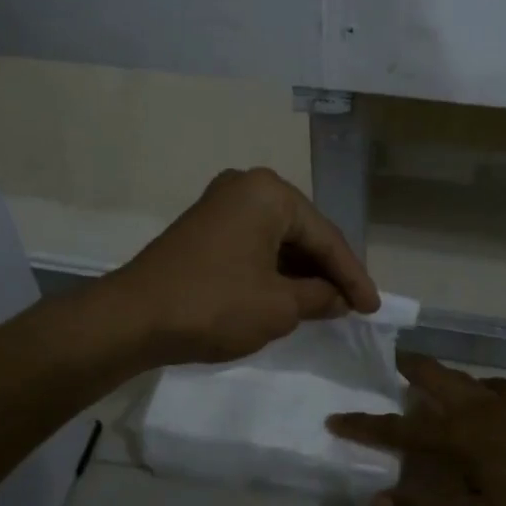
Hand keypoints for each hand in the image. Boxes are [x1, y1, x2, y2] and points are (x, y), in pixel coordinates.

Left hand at [110, 168, 381, 365]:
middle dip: (328, 271)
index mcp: (269, 193)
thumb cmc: (214, 305)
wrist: (132, 318)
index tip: (373, 309)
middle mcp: (246, 186)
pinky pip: (253, 245)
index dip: (353, 277)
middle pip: (302, 233)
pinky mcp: (204, 228)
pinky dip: (274, 271)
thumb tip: (339, 298)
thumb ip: (319, 297)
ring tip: (327, 304)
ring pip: (278, 240)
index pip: (326, 237)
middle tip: (352, 304)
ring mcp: (220, 205)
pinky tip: (290, 295)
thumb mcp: (279, 306)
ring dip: (301, 273)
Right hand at [328, 355, 505, 505]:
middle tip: (388, 360)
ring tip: (429, 376)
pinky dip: (479, 386)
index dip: (364, 426)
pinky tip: (485, 393)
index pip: (398, 429)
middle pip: (430, 377)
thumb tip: (377, 503)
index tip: (336, 418)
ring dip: (439, 374)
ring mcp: (503, 402)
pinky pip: (494, 386)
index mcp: (454, 437)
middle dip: (405, 368)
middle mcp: (472, 410)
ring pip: (460, 376)